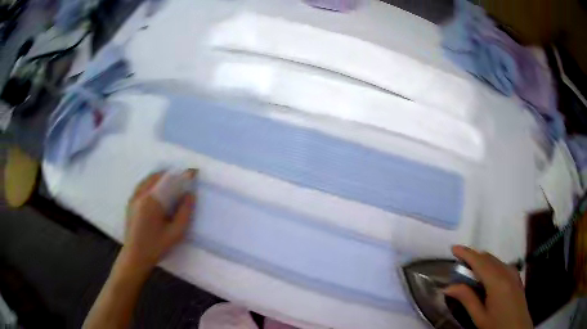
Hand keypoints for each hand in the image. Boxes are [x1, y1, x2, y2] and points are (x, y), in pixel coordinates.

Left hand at [120, 169, 196, 272]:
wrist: (134, 256)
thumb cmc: (156, 247)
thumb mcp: (175, 233)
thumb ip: (184, 213)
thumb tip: (190, 195)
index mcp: (152, 201)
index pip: (169, 181)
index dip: (182, 175)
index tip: (193, 172)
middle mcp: (141, 194)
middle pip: (158, 176)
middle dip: (172, 175)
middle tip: (183, 179)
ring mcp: (133, 197)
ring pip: (149, 179)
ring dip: (161, 177)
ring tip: (172, 181)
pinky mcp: (130, 202)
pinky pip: (142, 184)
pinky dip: (152, 182)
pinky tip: (157, 189)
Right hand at [444, 245, 532, 328]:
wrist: (518, 328)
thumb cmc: (497, 325)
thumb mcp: (479, 317)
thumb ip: (466, 299)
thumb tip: (448, 287)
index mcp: (497, 281)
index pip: (480, 261)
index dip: (466, 253)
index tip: (453, 248)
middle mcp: (507, 271)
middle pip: (488, 258)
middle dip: (473, 256)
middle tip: (458, 264)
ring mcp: (513, 273)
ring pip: (495, 260)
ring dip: (481, 261)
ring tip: (469, 271)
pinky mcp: (516, 277)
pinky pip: (501, 265)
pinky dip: (490, 266)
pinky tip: (485, 278)